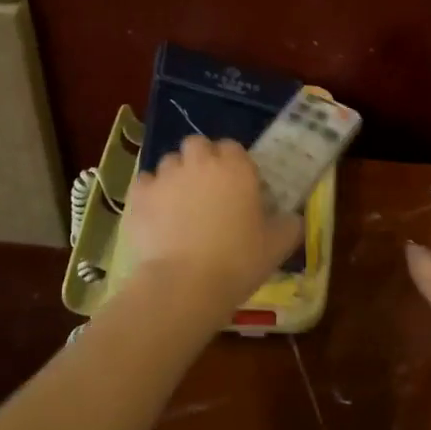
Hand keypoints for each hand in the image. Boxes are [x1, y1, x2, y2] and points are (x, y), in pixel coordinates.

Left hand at [121, 137, 303, 324]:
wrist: (185, 284)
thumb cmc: (238, 261)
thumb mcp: (278, 245)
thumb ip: (289, 224)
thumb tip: (291, 217)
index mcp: (236, 166)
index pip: (233, 147)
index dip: (234, 164)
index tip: (238, 187)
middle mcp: (200, 162)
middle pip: (198, 145)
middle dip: (201, 160)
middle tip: (208, 190)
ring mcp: (166, 176)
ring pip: (170, 162)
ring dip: (176, 176)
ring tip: (180, 205)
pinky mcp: (139, 195)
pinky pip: (145, 183)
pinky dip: (151, 194)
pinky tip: (157, 216)